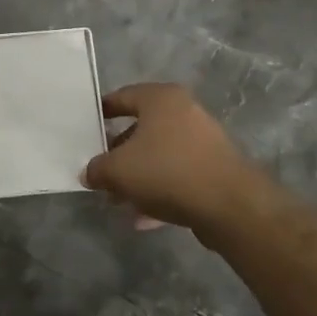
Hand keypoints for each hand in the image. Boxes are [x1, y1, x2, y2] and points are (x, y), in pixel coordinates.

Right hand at [82, 83, 272, 240]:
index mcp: (161, 98)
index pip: (123, 96)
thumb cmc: (166, 171)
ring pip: (160, 155)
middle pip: (142, 129)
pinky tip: (143, 219)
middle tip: (101, 171)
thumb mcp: (118, 170)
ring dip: (139, 177)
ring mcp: (204, 140)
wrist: (229, 205)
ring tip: (119, 201)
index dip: (102, 112)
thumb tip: (88, 173)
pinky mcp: (215, 168)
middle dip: (119, 153)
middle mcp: (185, 111)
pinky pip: (178, 175)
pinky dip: (160, 191)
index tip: (87, 128)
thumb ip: (97, 169)